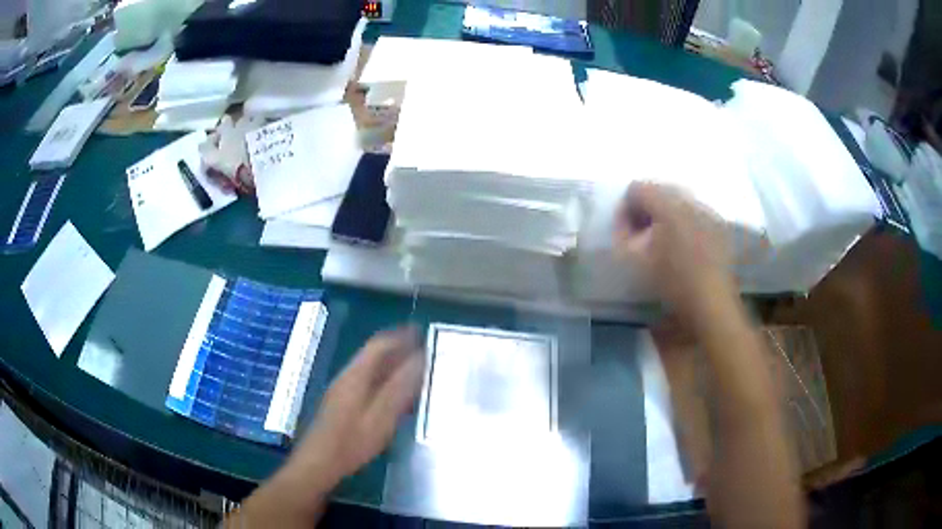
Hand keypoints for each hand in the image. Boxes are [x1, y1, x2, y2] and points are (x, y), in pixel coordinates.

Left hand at [232, 329, 424, 527]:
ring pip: (371, 370)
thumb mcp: (381, 416)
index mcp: (356, 375)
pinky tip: (397, 397)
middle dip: (399, 350)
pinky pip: (367, 383)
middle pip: (374, 355)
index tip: (422, 334)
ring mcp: (342, 390)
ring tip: (417, 373)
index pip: (380, 345)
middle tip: (425, 354)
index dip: (401, 337)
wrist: (319, 463)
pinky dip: (385, 382)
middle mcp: (348, 377)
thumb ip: (401, 387)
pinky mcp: (342, 404)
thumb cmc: (352, 441)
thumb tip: (420, 358)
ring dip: (392, 366)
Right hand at [614, 182, 736, 327]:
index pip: (637, 189)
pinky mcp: (720, 226)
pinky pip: (697, 213)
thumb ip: (622, 233)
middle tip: (642, 235)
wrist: (710, 307)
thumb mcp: (633, 261)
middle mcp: (690, 200)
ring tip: (664, 242)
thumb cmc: (670, 284)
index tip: (625, 231)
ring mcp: (709, 211)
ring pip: (680, 200)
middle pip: (660, 190)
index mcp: (667, 205)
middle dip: (648, 209)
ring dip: (667, 215)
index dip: (626, 208)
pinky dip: (686, 222)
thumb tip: (623, 219)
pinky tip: (684, 246)